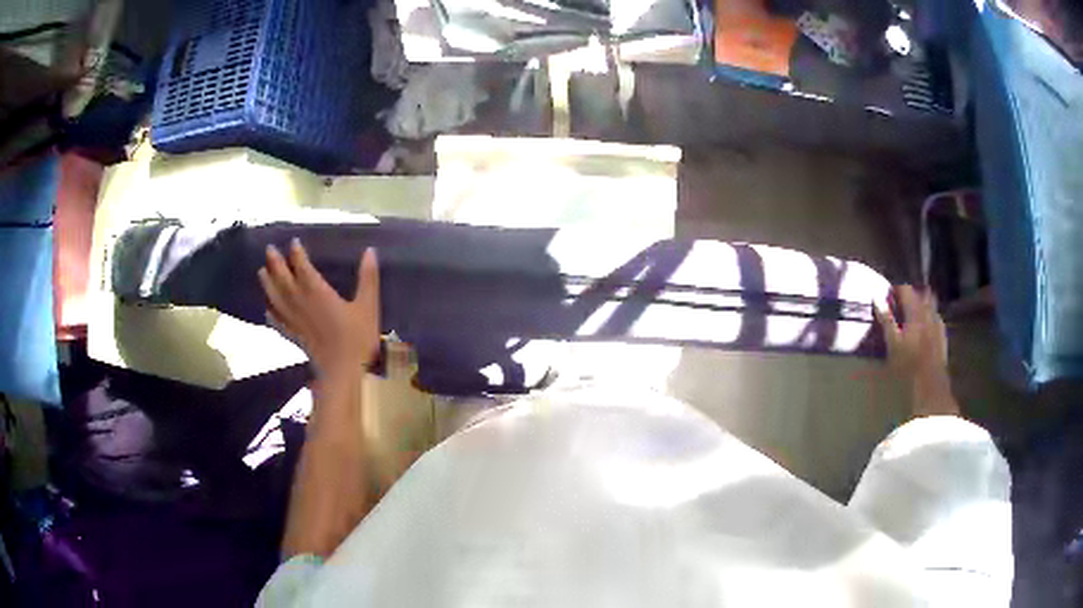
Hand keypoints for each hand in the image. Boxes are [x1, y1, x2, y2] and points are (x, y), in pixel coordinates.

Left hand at [258, 239, 380, 379]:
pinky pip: (278, 323)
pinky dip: (271, 315)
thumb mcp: (368, 305)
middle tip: (268, 249)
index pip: (303, 268)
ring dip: (267, 284)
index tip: (293, 242)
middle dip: (275, 264)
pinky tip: (267, 311)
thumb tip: (370, 250)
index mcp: (318, 292)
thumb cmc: (357, 338)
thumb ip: (368, 278)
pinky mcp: (294, 337)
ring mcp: (295, 321)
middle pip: (283, 280)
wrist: (342, 372)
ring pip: (276, 299)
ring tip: (261, 272)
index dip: (297, 254)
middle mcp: (301, 303)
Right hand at [874, 285, 958, 416]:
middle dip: (912, 295)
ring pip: (931, 305)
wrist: (930, 385)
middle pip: (921, 294)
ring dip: (923, 305)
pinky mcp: (942, 336)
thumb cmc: (908, 365)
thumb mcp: (893, 344)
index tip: (888, 296)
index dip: (896, 290)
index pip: (906, 290)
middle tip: (901, 304)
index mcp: (916, 312)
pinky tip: (926, 328)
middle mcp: (928, 313)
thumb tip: (877, 300)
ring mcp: (937, 324)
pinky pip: (937, 318)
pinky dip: (930, 318)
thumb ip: (886, 321)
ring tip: (913, 315)